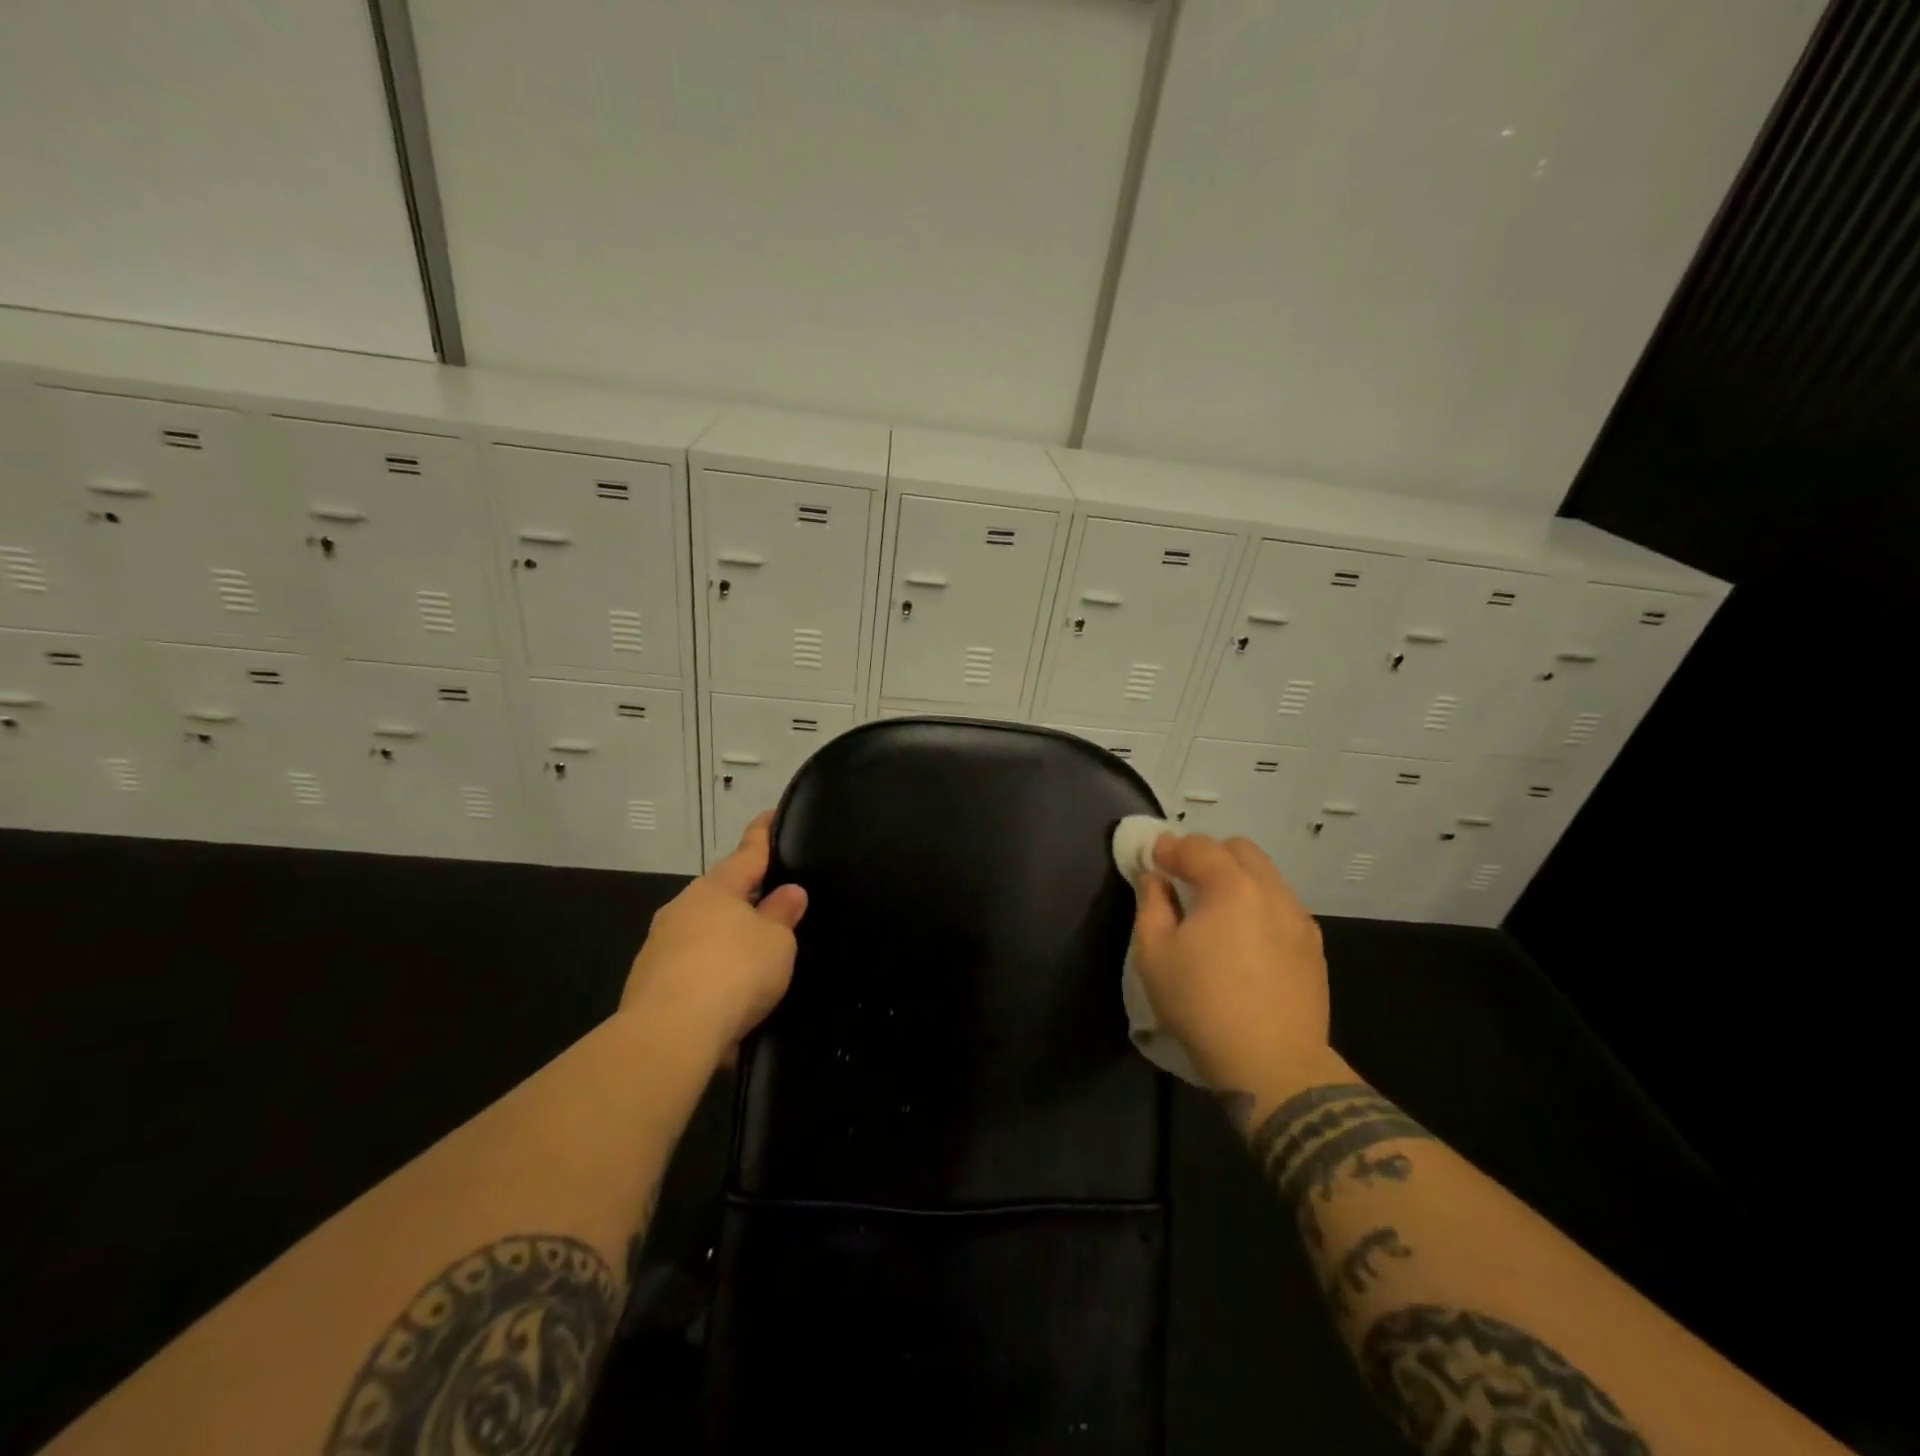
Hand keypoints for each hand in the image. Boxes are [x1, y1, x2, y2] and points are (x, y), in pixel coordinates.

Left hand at [620, 812, 807, 1065]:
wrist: (668, 1035)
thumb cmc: (734, 972)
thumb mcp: (776, 942)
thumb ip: (783, 914)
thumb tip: (789, 892)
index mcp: (717, 888)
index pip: (748, 851)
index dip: (763, 834)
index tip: (771, 814)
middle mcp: (683, 908)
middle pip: (722, 894)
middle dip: (746, 898)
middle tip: (775, 904)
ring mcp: (660, 945)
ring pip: (704, 934)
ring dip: (727, 943)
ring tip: (755, 964)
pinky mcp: (647, 983)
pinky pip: (691, 971)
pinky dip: (711, 979)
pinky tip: (729, 1005)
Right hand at [1131, 833, 1339, 1094]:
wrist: (1274, 1066)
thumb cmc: (1203, 1005)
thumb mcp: (1154, 954)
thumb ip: (1151, 904)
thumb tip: (1155, 878)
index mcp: (1231, 886)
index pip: (1198, 846)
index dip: (1170, 848)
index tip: (1153, 859)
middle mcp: (1271, 891)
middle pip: (1239, 849)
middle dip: (1208, 854)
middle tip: (1184, 879)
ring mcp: (1299, 918)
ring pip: (1266, 876)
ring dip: (1236, 878)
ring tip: (1215, 910)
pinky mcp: (1314, 947)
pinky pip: (1282, 906)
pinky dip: (1259, 905)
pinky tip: (1245, 937)